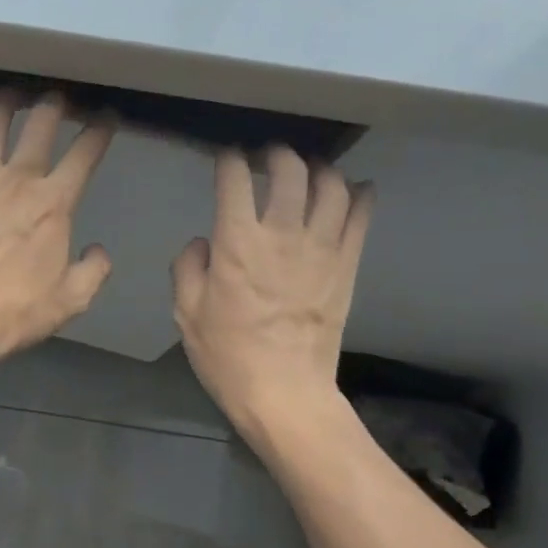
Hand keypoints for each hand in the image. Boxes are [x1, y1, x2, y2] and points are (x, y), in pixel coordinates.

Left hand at [0, 93, 113, 373]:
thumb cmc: (15, 312)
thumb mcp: (70, 301)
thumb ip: (93, 271)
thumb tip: (97, 250)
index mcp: (53, 203)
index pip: (85, 152)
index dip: (100, 129)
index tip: (106, 118)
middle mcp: (17, 180)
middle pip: (39, 122)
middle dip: (54, 102)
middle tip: (58, 98)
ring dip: (5, 106)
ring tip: (10, 98)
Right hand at [172, 145, 374, 442]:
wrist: (284, 392)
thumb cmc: (227, 355)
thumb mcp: (186, 313)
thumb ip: (188, 268)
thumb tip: (203, 242)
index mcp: (237, 243)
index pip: (234, 179)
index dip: (229, 160)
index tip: (226, 158)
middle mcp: (283, 234)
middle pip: (289, 171)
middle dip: (276, 154)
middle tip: (268, 157)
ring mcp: (322, 248)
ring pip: (331, 186)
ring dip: (318, 169)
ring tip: (308, 171)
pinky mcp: (348, 266)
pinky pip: (361, 217)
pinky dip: (360, 194)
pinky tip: (354, 189)